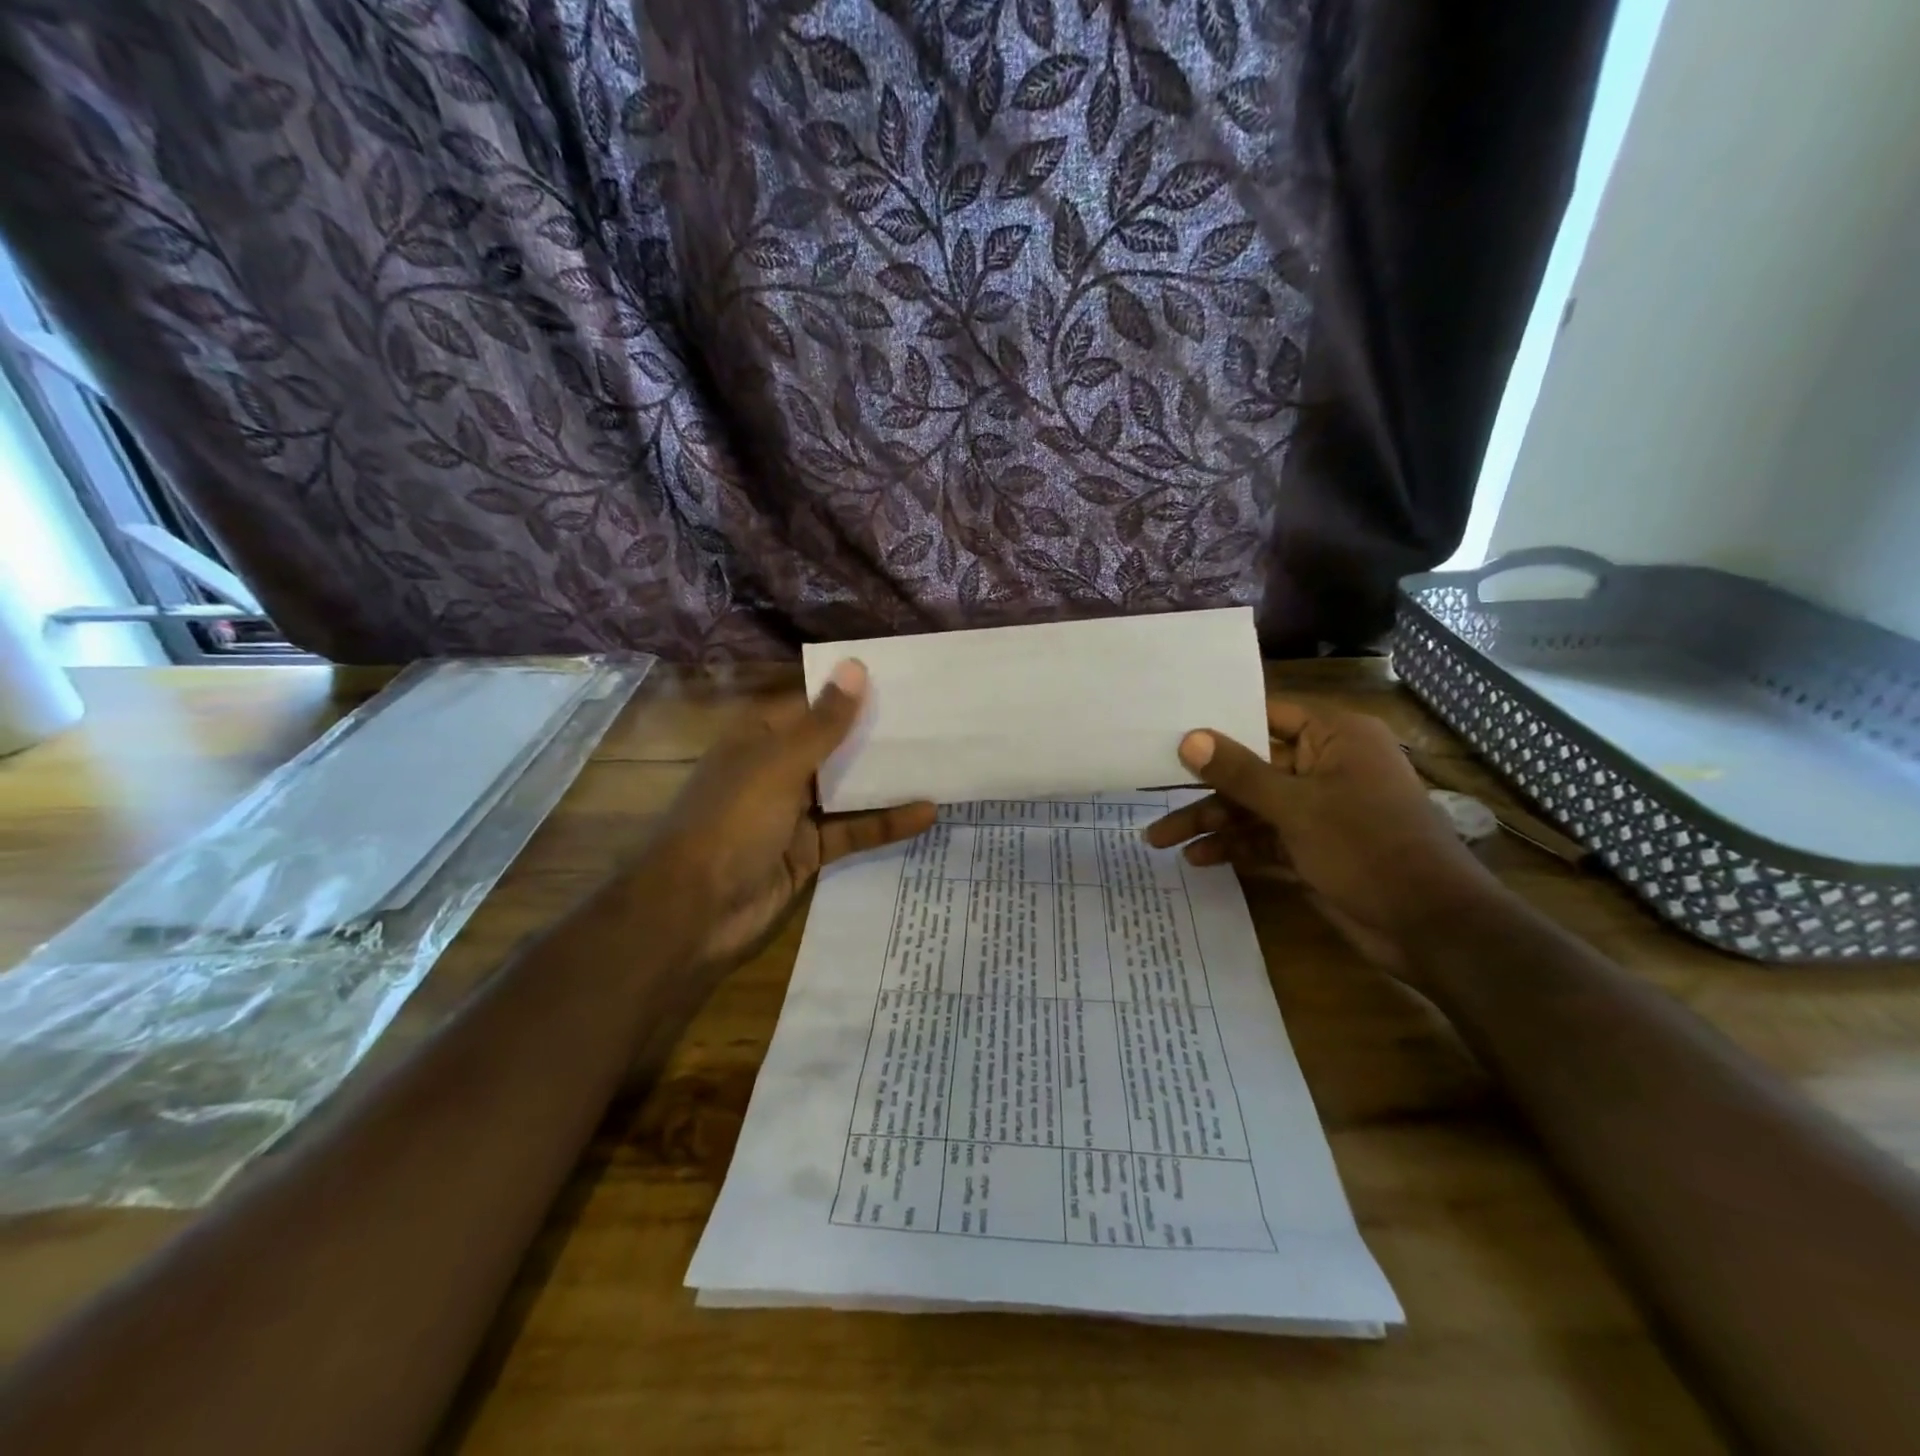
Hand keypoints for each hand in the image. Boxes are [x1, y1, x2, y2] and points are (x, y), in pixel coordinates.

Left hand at [644, 661, 935, 969]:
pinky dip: (884, 823)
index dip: (852, 692)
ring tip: (938, 761)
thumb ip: (824, 723)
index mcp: (760, 738)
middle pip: (833, 746)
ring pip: (847, 789)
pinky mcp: (809, 851)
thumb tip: (856, 667)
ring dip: (885, 780)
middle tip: (933, 719)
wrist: (695, 912)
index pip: (812, 704)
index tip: (902, 681)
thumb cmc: (732, 821)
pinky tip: (926, 813)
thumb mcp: (780, 765)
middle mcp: (777, 769)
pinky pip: (852, 831)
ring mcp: (793, 813)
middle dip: (876, 735)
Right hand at [1143, 699, 1503, 977]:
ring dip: (1211, 823)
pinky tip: (1198, 858)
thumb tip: (1189, 738)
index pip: (1266, 715)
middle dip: (1204, 788)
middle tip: (1152, 795)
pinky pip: (1263, 837)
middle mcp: (1325, 766)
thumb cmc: (1368, 847)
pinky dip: (1234, 847)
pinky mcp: (1312, 847)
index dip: (1219, 723)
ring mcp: (1318, 809)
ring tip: (1160, 841)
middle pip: (1251, 767)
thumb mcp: (1296, 807)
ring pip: (1252, 807)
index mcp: (1334, 738)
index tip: (1169, 730)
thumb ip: (1239, 772)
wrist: (1429, 927)